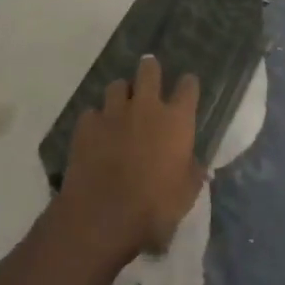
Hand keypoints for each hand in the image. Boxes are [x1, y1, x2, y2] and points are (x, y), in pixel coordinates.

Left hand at [56, 55, 205, 267]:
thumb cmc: (154, 207)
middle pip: (149, 70)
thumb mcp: (186, 195)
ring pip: (117, 86)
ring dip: (121, 93)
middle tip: (150, 74)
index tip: (187, 87)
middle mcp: (146, 107)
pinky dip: (96, 120)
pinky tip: (96, 133)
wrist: (104, 215)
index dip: (188, 85)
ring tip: (120, 106)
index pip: (188, 87)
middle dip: (150, 69)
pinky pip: (92, 113)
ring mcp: (113, 112)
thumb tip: (197, 165)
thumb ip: (193, 173)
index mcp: (176, 121)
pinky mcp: (87, 124)